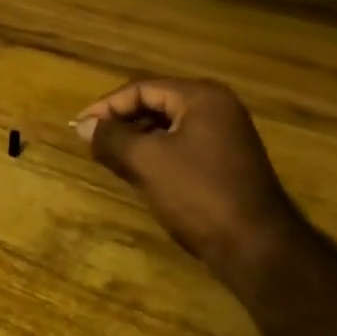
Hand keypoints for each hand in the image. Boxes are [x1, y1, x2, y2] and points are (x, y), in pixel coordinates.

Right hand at [75, 78, 298, 268]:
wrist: (256, 247)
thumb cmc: (198, 194)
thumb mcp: (146, 162)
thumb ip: (111, 138)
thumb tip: (84, 126)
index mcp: (202, 97)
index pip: (142, 89)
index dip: (106, 106)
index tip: (79, 127)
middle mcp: (218, 107)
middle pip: (156, 102)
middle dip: (121, 121)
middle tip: (92, 140)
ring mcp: (226, 135)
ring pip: (168, 126)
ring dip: (137, 138)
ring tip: (109, 156)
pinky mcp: (227, 161)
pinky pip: (182, 145)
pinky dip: (156, 152)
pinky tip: (139, 171)